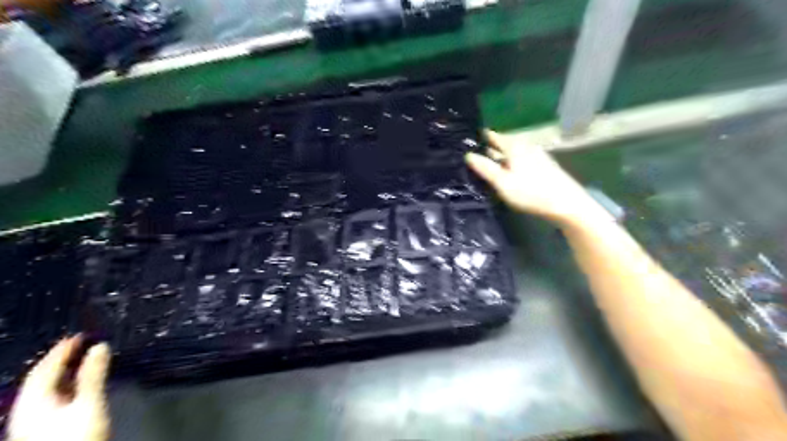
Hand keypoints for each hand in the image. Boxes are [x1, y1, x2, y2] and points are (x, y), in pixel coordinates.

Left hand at [6, 337, 110, 440]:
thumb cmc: (76, 435)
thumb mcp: (89, 402)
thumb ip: (93, 374)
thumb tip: (100, 346)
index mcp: (32, 401)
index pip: (44, 368)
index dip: (61, 350)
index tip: (79, 335)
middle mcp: (27, 410)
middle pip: (42, 380)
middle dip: (61, 360)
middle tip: (79, 344)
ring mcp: (34, 421)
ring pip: (46, 390)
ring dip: (64, 374)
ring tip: (81, 361)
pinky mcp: (44, 428)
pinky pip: (53, 399)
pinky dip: (66, 386)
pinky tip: (78, 387)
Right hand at [462, 129, 604, 226]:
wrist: (565, 203)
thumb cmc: (530, 192)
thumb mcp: (502, 182)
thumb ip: (485, 168)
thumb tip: (468, 155)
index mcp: (514, 148)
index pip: (495, 137)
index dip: (484, 136)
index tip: (472, 136)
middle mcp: (526, 147)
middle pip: (505, 144)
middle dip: (492, 146)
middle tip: (478, 149)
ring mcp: (537, 156)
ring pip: (514, 153)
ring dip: (503, 155)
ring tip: (491, 160)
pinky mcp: (544, 167)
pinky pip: (522, 160)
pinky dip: (513, 162)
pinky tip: (511, 171)